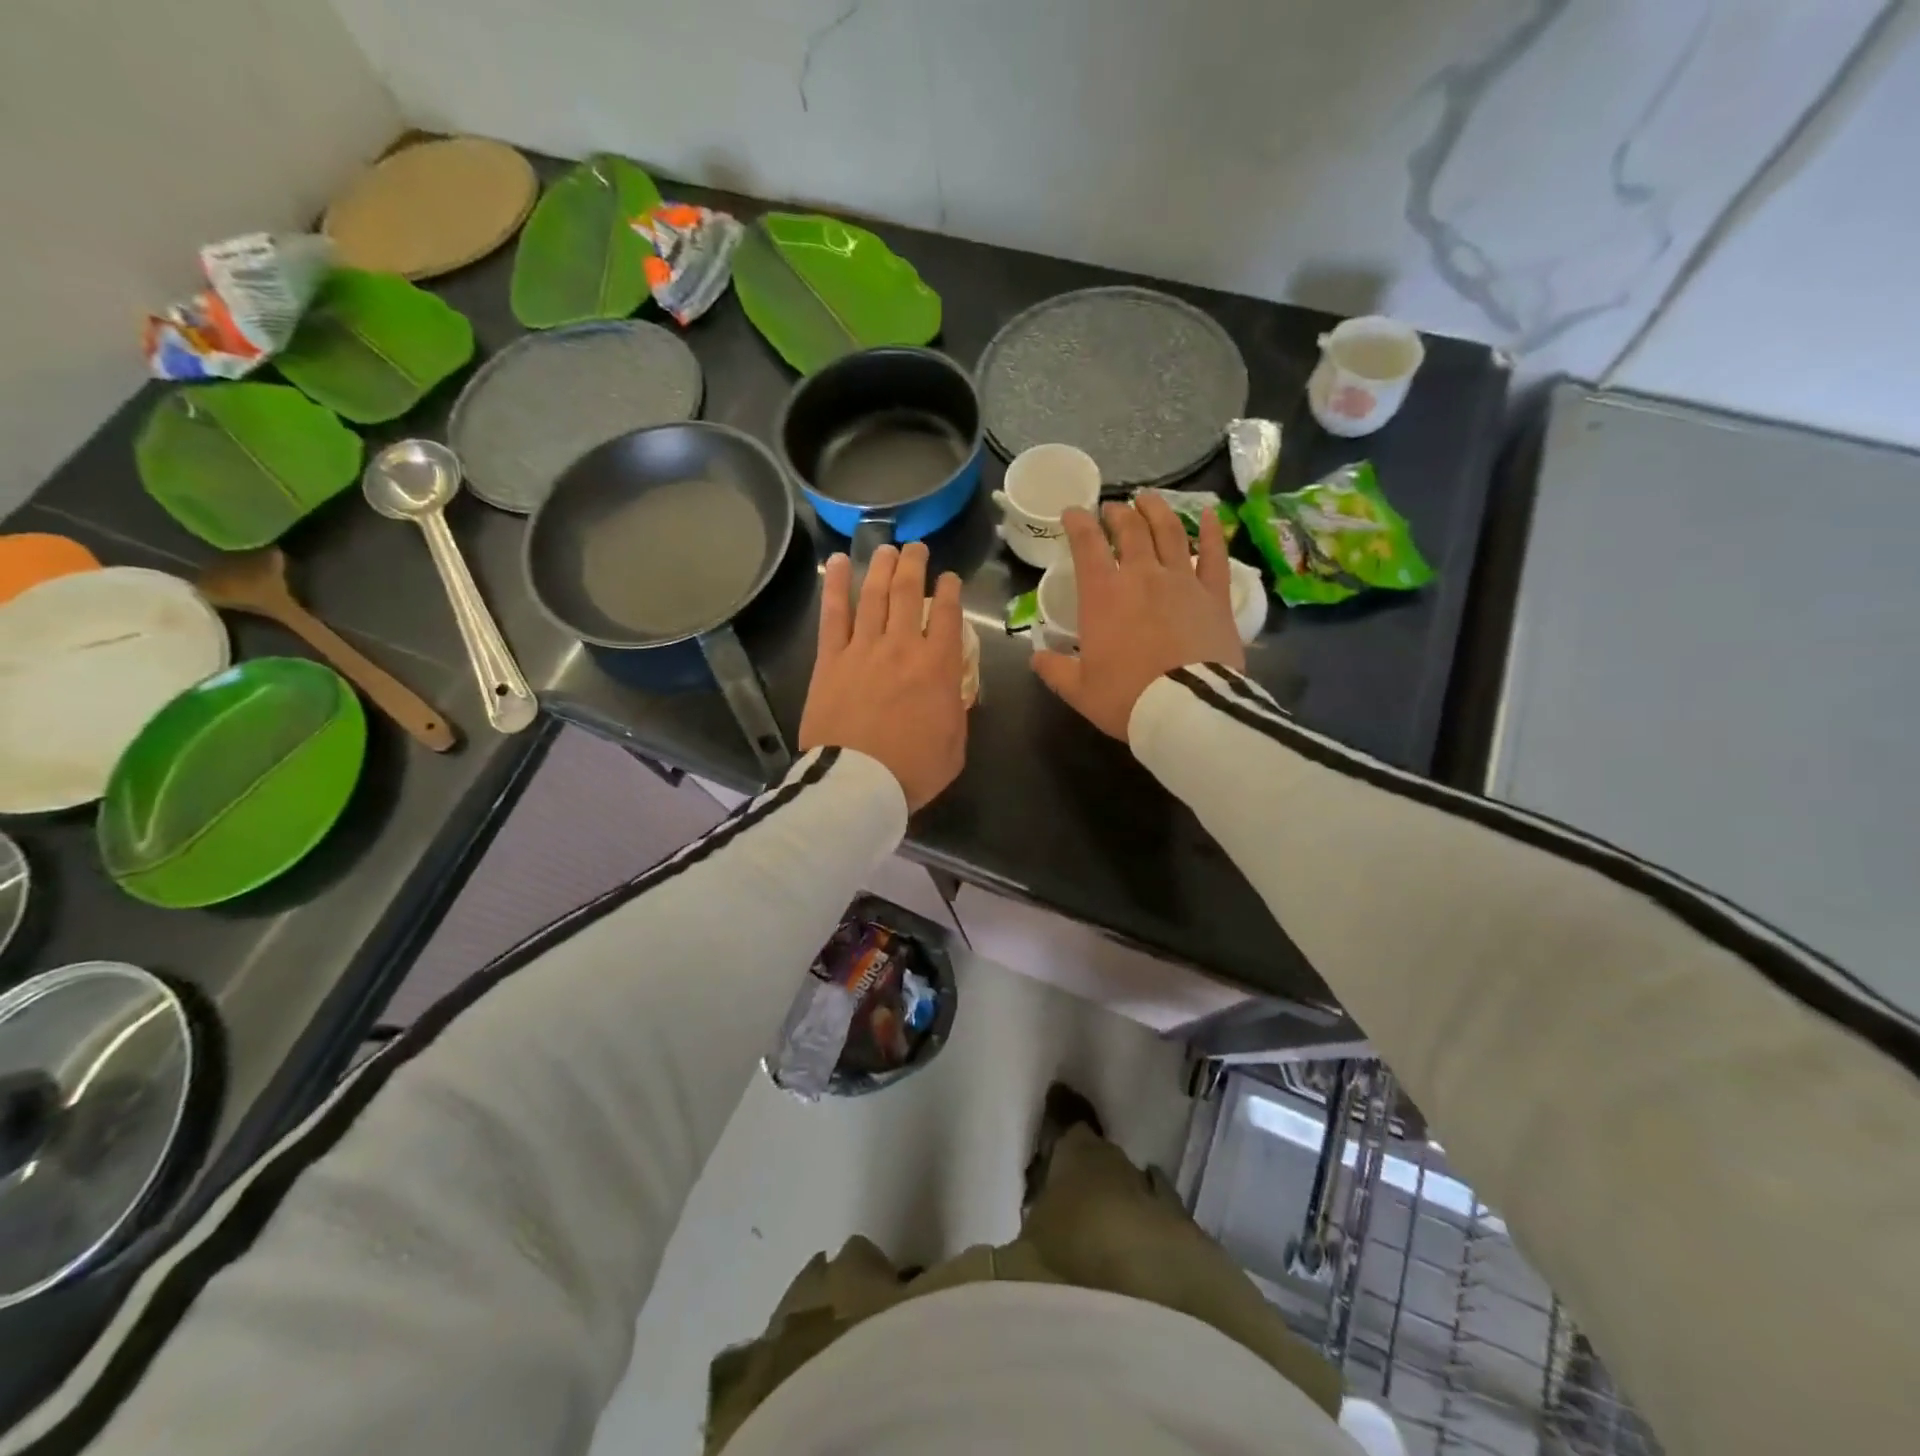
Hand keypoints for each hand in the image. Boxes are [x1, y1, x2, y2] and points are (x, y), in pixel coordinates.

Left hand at [800, 542, 967, 810]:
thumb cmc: (913, 770)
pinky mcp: (831, 659)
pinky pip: (834, 614)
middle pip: (909, 593)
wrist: (858, 784)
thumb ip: (956, 708)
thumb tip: (951, 688)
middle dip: (916, 565)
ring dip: (882, 567)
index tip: (949, 578)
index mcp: (939, 667)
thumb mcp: (955, 744)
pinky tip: (838, 563)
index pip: (948, 615)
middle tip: (917, 549)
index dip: (950, 591)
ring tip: (887, 547)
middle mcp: (903, 646)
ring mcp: (863, 649)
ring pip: (874, 595)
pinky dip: (836, 585)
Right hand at [1031, 492, 1244, 740]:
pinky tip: (1210, 515)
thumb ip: (1055, 670)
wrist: (1186, 709)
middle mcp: (1142, 576)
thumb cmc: (1126, 697)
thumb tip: (1036, 657)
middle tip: (1112, 509)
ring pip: (1169, 532)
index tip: (1073, 512)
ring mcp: (1182, 581)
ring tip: (1148, 499)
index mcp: (1103, 595)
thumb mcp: (1079, 690)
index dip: (1078, 523)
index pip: (1087, 545)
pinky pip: (1214, 555)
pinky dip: (1212, 531)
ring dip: (1157, 511)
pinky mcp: (1215, 595)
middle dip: (1117, 514)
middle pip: (1130, 530)